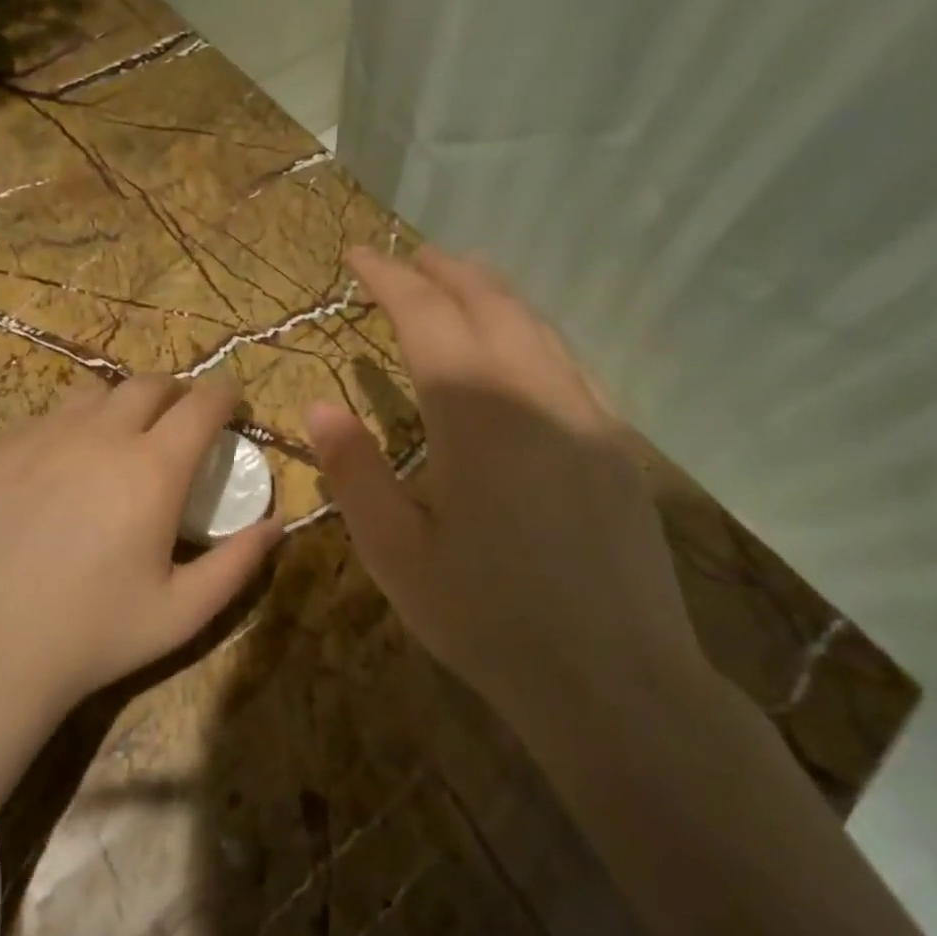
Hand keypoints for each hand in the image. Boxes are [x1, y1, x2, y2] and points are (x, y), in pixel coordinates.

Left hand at [0, 376, 282, 725]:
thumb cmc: (95, 636)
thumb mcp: (184, 613)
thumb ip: (238, 563)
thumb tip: (276, 523)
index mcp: (152, 470)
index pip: (202, 405)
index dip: (224, 395)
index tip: (232, 404)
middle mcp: (98, 437)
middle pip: (148, 384)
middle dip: (176, 392)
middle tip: (180, 420)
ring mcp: (40, 438)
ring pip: (93, 394)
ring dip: (120, 406)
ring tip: (120, 438)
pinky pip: (41, 419)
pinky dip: (66, 429)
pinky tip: (58, 466)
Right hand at [306, 245, 707, 735]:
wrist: (615, 680)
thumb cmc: (488, 620)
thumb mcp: (397, 554)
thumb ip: (355, 471)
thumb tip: (318, 406)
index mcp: (477, 417)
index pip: (428, 318)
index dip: (390, 279)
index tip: (358, 255)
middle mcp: (537, 396)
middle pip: (490, 304)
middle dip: (444, 271)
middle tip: (407, 256)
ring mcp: (587, 416)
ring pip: (538, 326)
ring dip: (493, 291)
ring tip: (460, 276)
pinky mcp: (617, 445)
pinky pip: (569, 362)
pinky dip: (533, 331)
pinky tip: (521, 344)